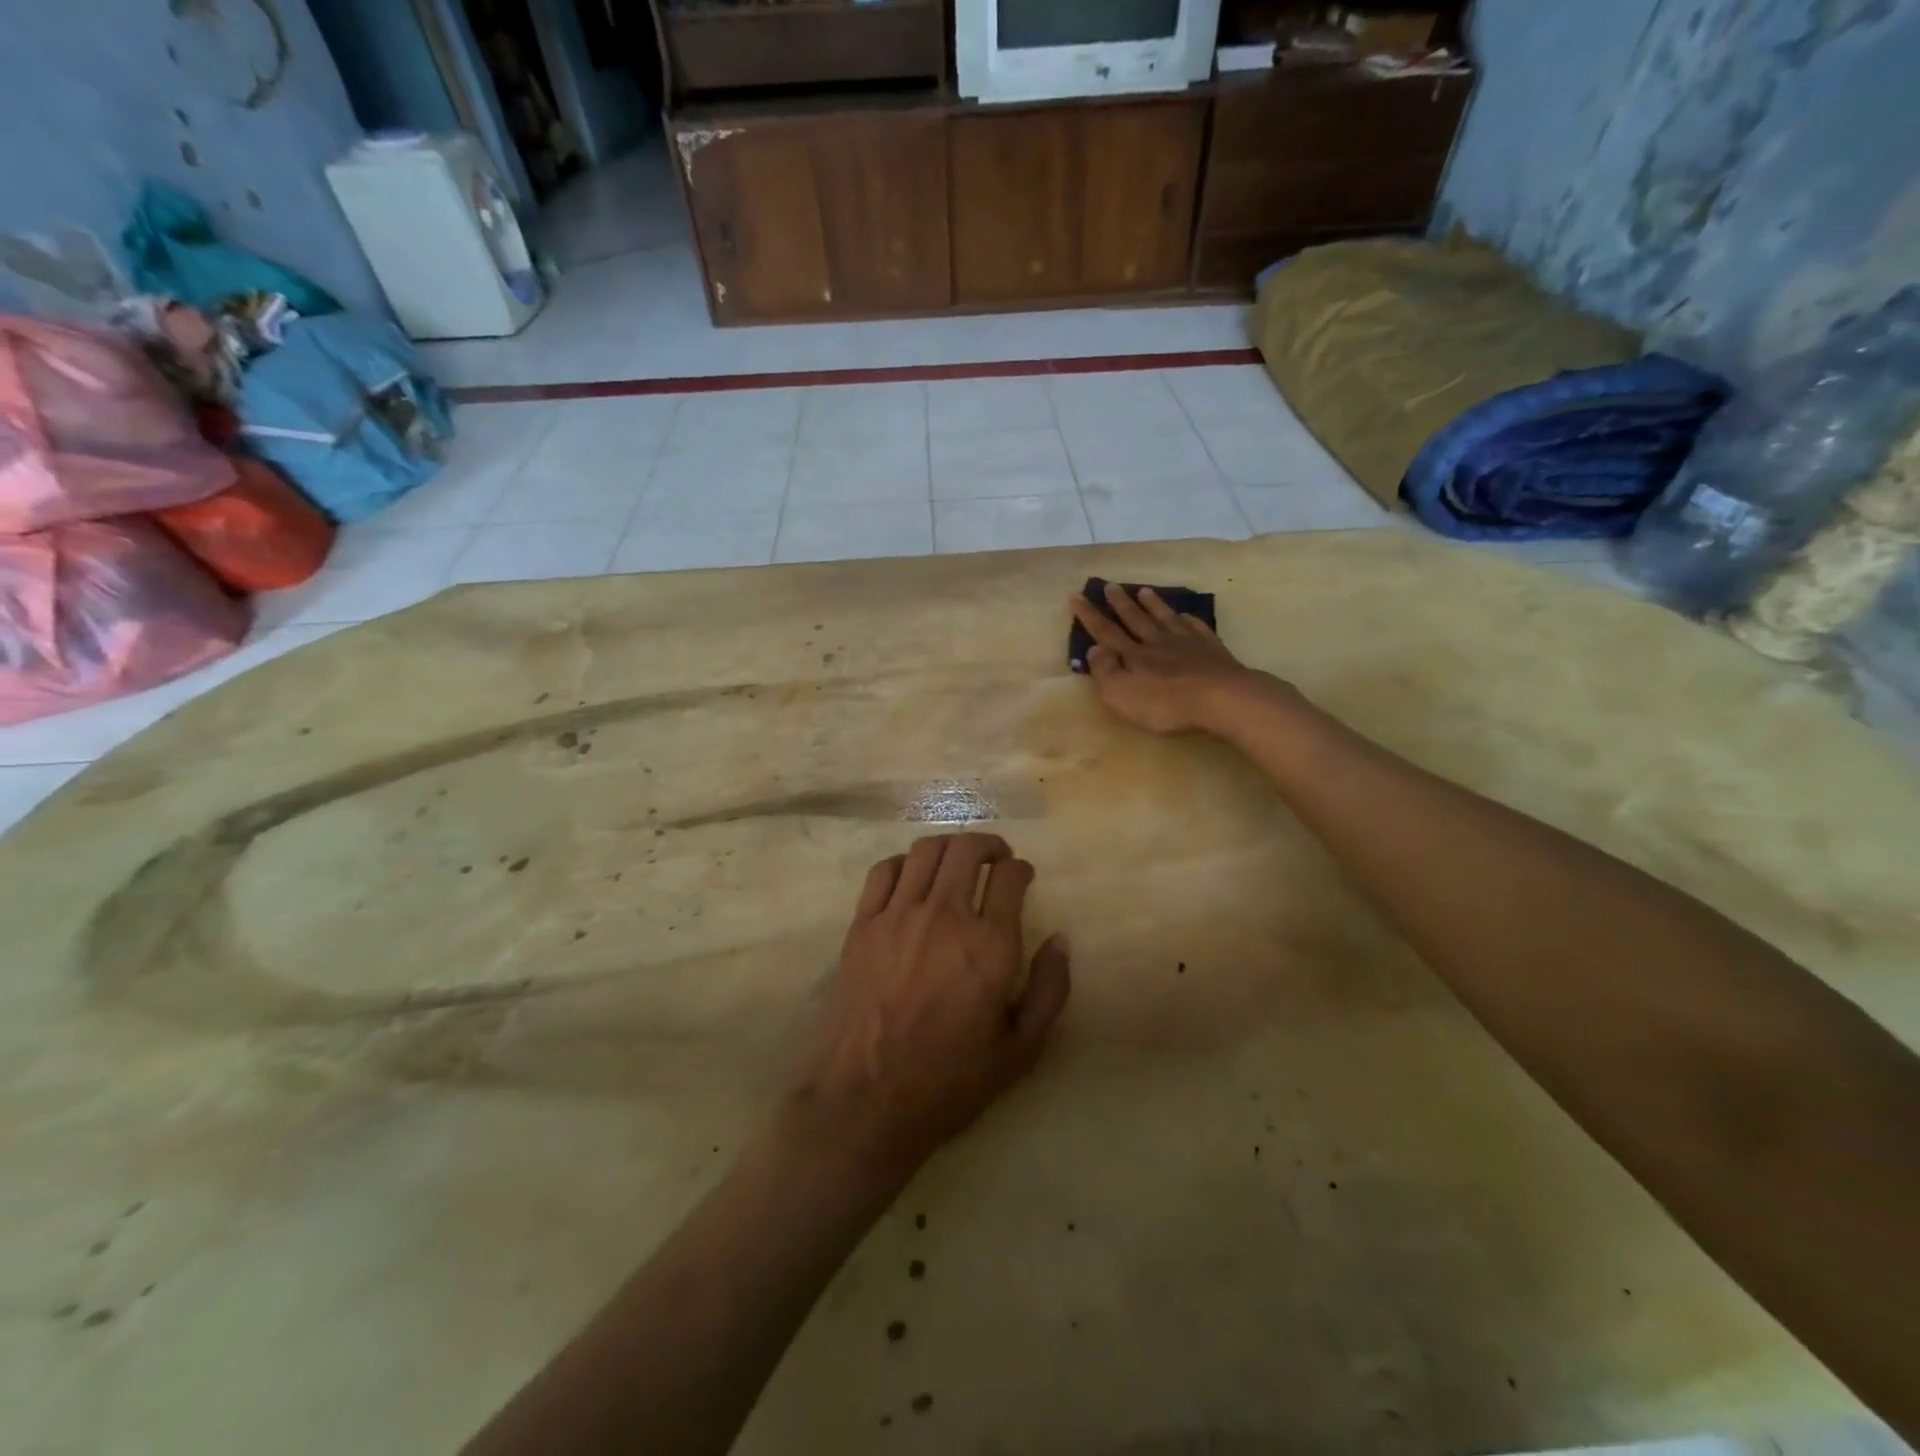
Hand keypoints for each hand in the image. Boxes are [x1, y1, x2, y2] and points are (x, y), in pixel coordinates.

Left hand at [785, 833, 1070, 1178]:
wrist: (867, 1102)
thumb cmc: (950, 1082)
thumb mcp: (1021, 1050)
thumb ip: (1049, 989)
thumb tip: (1060, 940)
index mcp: (989, 945)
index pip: (1009, 876)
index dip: (1020, 868)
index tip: (1022, 875)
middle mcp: (944, 917)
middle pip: (967, 849)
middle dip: (988, 844)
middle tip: (995, 857)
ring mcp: (898, 916)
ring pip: (926, 851)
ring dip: (949, 846)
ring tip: (957, 860)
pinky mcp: (862, 925)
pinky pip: (884, 871)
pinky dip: (904, 862)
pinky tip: (913, 877)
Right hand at [1070, 582, 1295, 735]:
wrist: (1221, 698)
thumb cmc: (1166, 703)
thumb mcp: (1122, 694)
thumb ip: (1105, 671)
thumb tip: (1094, 648)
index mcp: (1133, 655)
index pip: (1106, 632)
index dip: (1090, 616)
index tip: (1076, 597)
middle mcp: (1156, 642)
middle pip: (1135, 619)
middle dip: (1120, 603)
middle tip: (1110, 585)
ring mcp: (1186, 643)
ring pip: (1165, 618)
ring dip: (1153, 604)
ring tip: (1144, 590)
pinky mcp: (1211, 649)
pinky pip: (1196, 627)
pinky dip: (1188, 619)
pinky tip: (1186, 615)